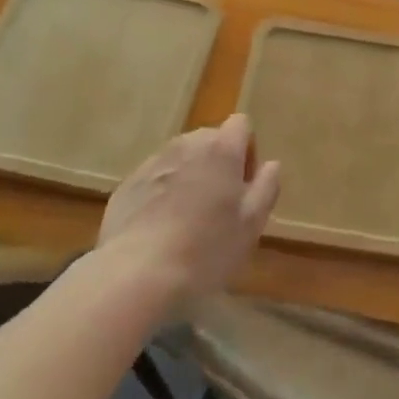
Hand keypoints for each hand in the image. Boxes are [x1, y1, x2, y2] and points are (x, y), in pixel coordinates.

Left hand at [97, 113, 280, 305]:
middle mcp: (187, 144)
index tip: (244, 184)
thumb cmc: (205, 249)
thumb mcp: (251, 224)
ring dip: (189, 176)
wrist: (136, 274)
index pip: (241, 124)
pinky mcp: (127, 183)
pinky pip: (154, 178)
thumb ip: (266, 187)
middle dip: (217, 163)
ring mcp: (153, 162)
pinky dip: (161, 193)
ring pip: (180, 158)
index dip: (247, 150)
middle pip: (209, 139)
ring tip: (187, 219)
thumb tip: (271, 164)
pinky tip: (159, 229)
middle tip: (218, 205)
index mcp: (221, 149)